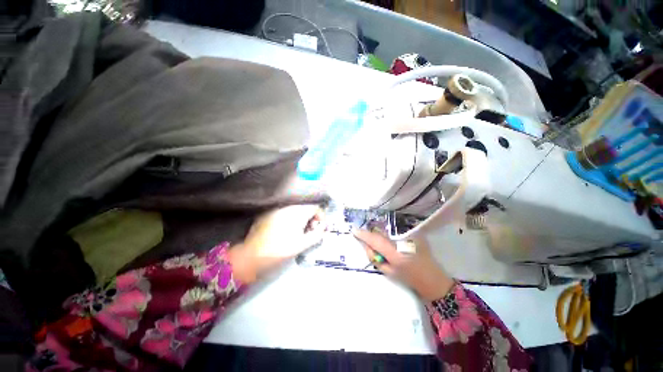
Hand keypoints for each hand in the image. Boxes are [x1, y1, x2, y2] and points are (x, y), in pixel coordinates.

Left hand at [229, 205, 323, 283]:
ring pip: (295, 209)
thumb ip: (317, 234)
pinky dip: (290, 217)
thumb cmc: (281, 249)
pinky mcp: (268, 212)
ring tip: (299, 230)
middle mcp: (288, 206)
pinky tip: (286, 228)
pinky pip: (284, 211)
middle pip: (305, 207)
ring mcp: (277, 208)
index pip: (315, 207)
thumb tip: (323, 228)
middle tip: (310, 230)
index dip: (321, 216)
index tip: (320, 227)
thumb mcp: (303, 244)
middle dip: (311, 217)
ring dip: (301, 217)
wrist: (253, 255)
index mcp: (298, 211)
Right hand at [353, 229, 453, 301]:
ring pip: (387, 232)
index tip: (354, 231)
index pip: (375, 240)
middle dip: (372, 237)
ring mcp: (410, 236)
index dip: (364, 235)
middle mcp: (402, 241)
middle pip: (380, 233)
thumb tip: (367, 246)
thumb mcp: (389, 272)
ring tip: (385, 247)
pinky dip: (390, 236)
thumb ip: (375, 258)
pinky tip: (394, 245)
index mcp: (395, 254)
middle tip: (370, 244)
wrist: (433, 279)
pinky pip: (396, 232)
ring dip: (381, 236)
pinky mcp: (415, 234)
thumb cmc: (410, 279)